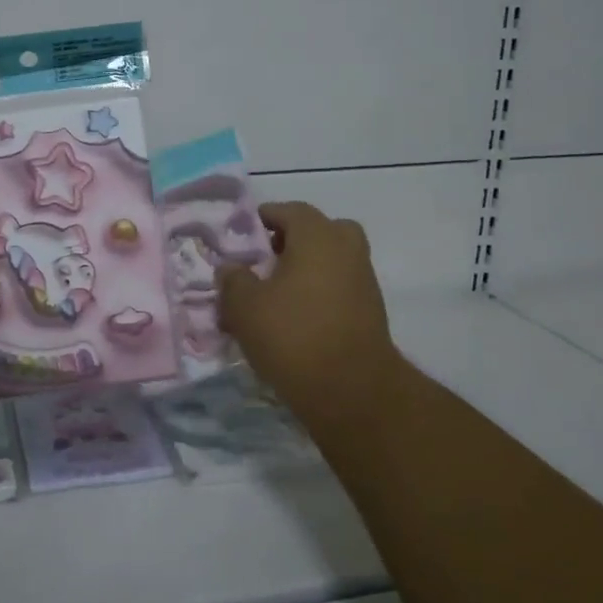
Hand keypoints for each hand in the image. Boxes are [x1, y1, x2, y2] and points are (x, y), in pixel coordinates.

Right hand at [218, 202, 401, 438]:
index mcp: (318, 235)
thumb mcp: (244, 307)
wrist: (352, 391)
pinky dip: (319, 293)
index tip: (242, 236)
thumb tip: (231, 268)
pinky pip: (339, 287)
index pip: (289, 210)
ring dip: (305, 269)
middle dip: (291, 241)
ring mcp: (364, 280)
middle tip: (264, 261)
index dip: (263, 219)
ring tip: (274, 296)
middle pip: (318, 231)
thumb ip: (233, 280)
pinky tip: (295, 319)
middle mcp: (346, 248)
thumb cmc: (293, 335)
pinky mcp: (371, 311)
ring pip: (330, 260)